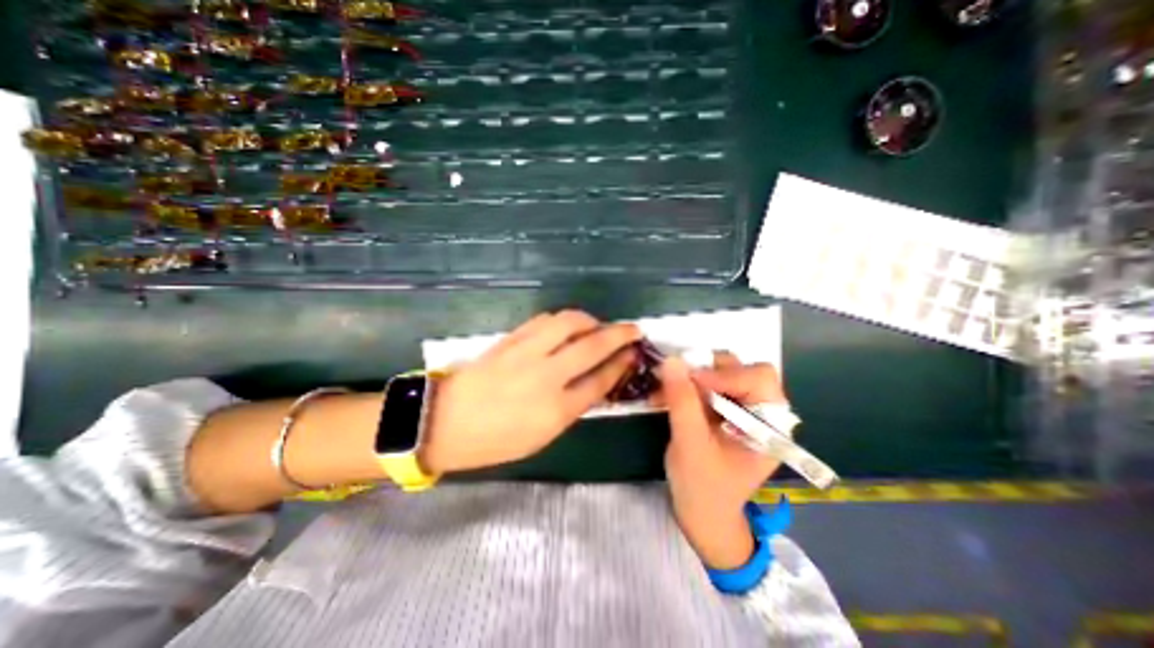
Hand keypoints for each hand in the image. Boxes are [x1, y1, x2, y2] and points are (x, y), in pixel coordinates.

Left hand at [424, 311, 645, 472]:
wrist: (445, 422)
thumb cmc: (496, 439)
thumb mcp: (542, 435)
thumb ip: (572, 407)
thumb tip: (594, 382)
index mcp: (556, 410)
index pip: (600, 380)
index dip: (620, 364)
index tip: (633, 353)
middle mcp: (546, 376)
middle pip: (592, 346)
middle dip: (619, 334)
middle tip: (632, 329)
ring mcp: (527, 353)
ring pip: (568, 323)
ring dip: (590, 320)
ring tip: (596, 326)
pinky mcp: (511, 339)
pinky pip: (544, 320)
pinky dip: (562, 320)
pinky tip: (567, 326)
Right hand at [663, 354, 790, 571]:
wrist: (701, 514)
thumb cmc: (703, 487)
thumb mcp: (690, 444)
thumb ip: (682, 401)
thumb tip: (671, 361)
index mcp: (771, 427)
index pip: (758, 379)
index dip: (725, 375)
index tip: (690, 381)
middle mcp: (762, 413)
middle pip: (742, 370)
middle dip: (708, 372)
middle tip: (680, 381)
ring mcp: (742, 410)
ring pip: (721, 373)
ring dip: (691, 377)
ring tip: (667, 389)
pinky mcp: (723, 411)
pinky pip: (706, 385)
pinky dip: (685, 386)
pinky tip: (665, 396)